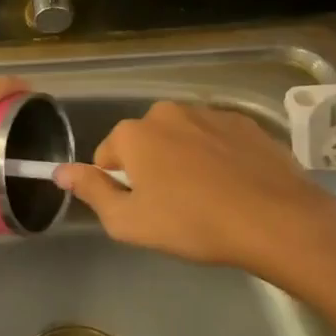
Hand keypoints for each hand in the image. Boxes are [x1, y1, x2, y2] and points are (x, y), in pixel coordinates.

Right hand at [55, 101, 335, 291]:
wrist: (276, 219)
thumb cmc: (192, 224)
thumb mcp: (129, 222)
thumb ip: (90, 192)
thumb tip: (60, 171)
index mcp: (133, 133)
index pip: (108, 156)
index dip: (120, 186)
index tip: (143, 211)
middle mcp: (166, 112)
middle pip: (145, 142)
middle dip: (151, 169)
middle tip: (174, 208)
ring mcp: (208, 113)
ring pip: (182, 138)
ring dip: (184, 160)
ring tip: (209, 199)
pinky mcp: (245, 122)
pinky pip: (217, 138)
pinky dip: (218, 157)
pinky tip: (235, 187)